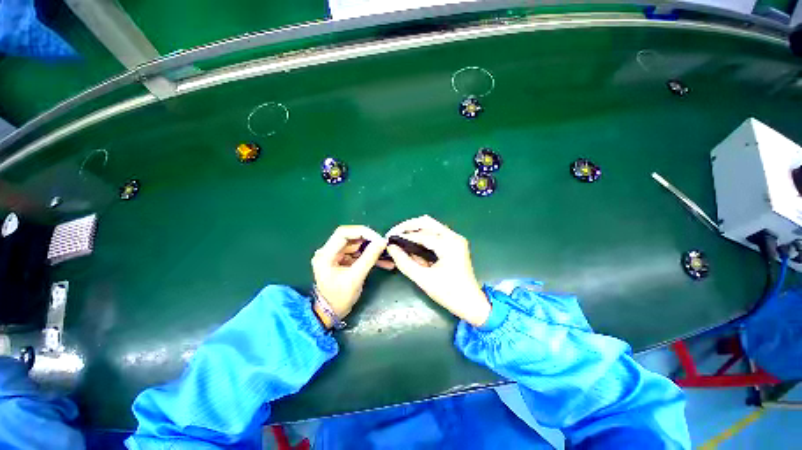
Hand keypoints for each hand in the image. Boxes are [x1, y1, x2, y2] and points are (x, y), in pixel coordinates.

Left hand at [312, 226, 390, 327]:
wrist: (331, 313)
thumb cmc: (340, 298)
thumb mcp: (356, 277)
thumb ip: (369, 257)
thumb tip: (382, 241)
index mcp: (326, 254)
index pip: (343, 233)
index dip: (362, 232)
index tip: (377, 238)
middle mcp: (328, 251)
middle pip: (350, 237)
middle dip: (368, 240)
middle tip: (383, 244)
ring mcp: (335, 256)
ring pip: (356, 245)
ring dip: (371, 249)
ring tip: (385, 253)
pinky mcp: (342, 261)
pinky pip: (357, 254)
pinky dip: (369, 256)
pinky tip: (383, 261)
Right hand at [386, 215, 490, 326]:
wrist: (471, 303)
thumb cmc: (449, 294)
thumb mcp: (423, 279)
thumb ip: (405, 263)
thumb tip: (391, 248)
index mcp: (449, 245)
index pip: (421, 234)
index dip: (403, 235)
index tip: (388, 238)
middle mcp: (453, 237)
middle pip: (427, 222)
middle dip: (408, 226)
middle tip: (393, 234)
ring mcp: (455, 239)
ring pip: (431, 225)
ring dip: (415, 229)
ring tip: (400, 238)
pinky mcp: (454, 243)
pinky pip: (435, 233)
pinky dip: (422, 235)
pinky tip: (412, 243)